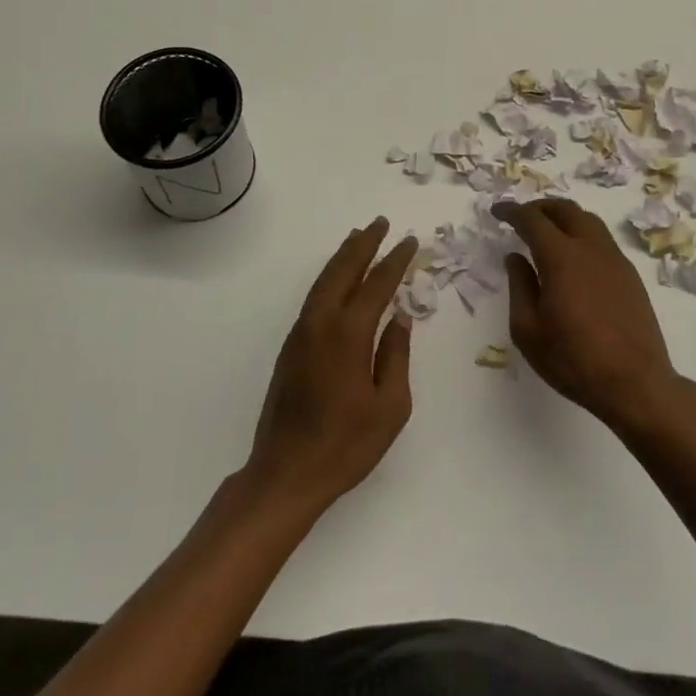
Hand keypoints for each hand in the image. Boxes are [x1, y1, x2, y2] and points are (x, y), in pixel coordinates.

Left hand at [246, 217, 415, 513]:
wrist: (286, 472)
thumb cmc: (346, 445)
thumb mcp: (390, 406)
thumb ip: (396, 356)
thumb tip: (400, 318)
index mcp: (348, 334)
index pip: (377, 285)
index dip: (395, 261)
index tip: (409, 241)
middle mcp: (321, 323)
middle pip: (343, 271)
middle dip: (363, 245)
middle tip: (380, 223)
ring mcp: (301, 333)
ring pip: (323, 281)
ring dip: (342, 257)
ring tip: (358, 238)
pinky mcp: (290, 347)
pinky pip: (314, 298)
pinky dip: (329, 278)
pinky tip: (338, 280)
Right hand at [492, 200, 680, 431]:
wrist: (635, 384)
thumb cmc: (573, 360)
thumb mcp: (528, 330)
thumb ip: (519, 286)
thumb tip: (515, 257)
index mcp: (561, 257)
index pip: (532, 220)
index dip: (512, 211)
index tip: (497, 210)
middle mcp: (591, 248)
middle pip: (565, 210)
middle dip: (539, 207)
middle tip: (522, 216)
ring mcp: (615, 260)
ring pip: (588, 220)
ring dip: (564, 217)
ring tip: (548, 231)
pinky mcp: (630, 276)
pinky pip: (602, 240)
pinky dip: (582, 234)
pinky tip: (574, 257)